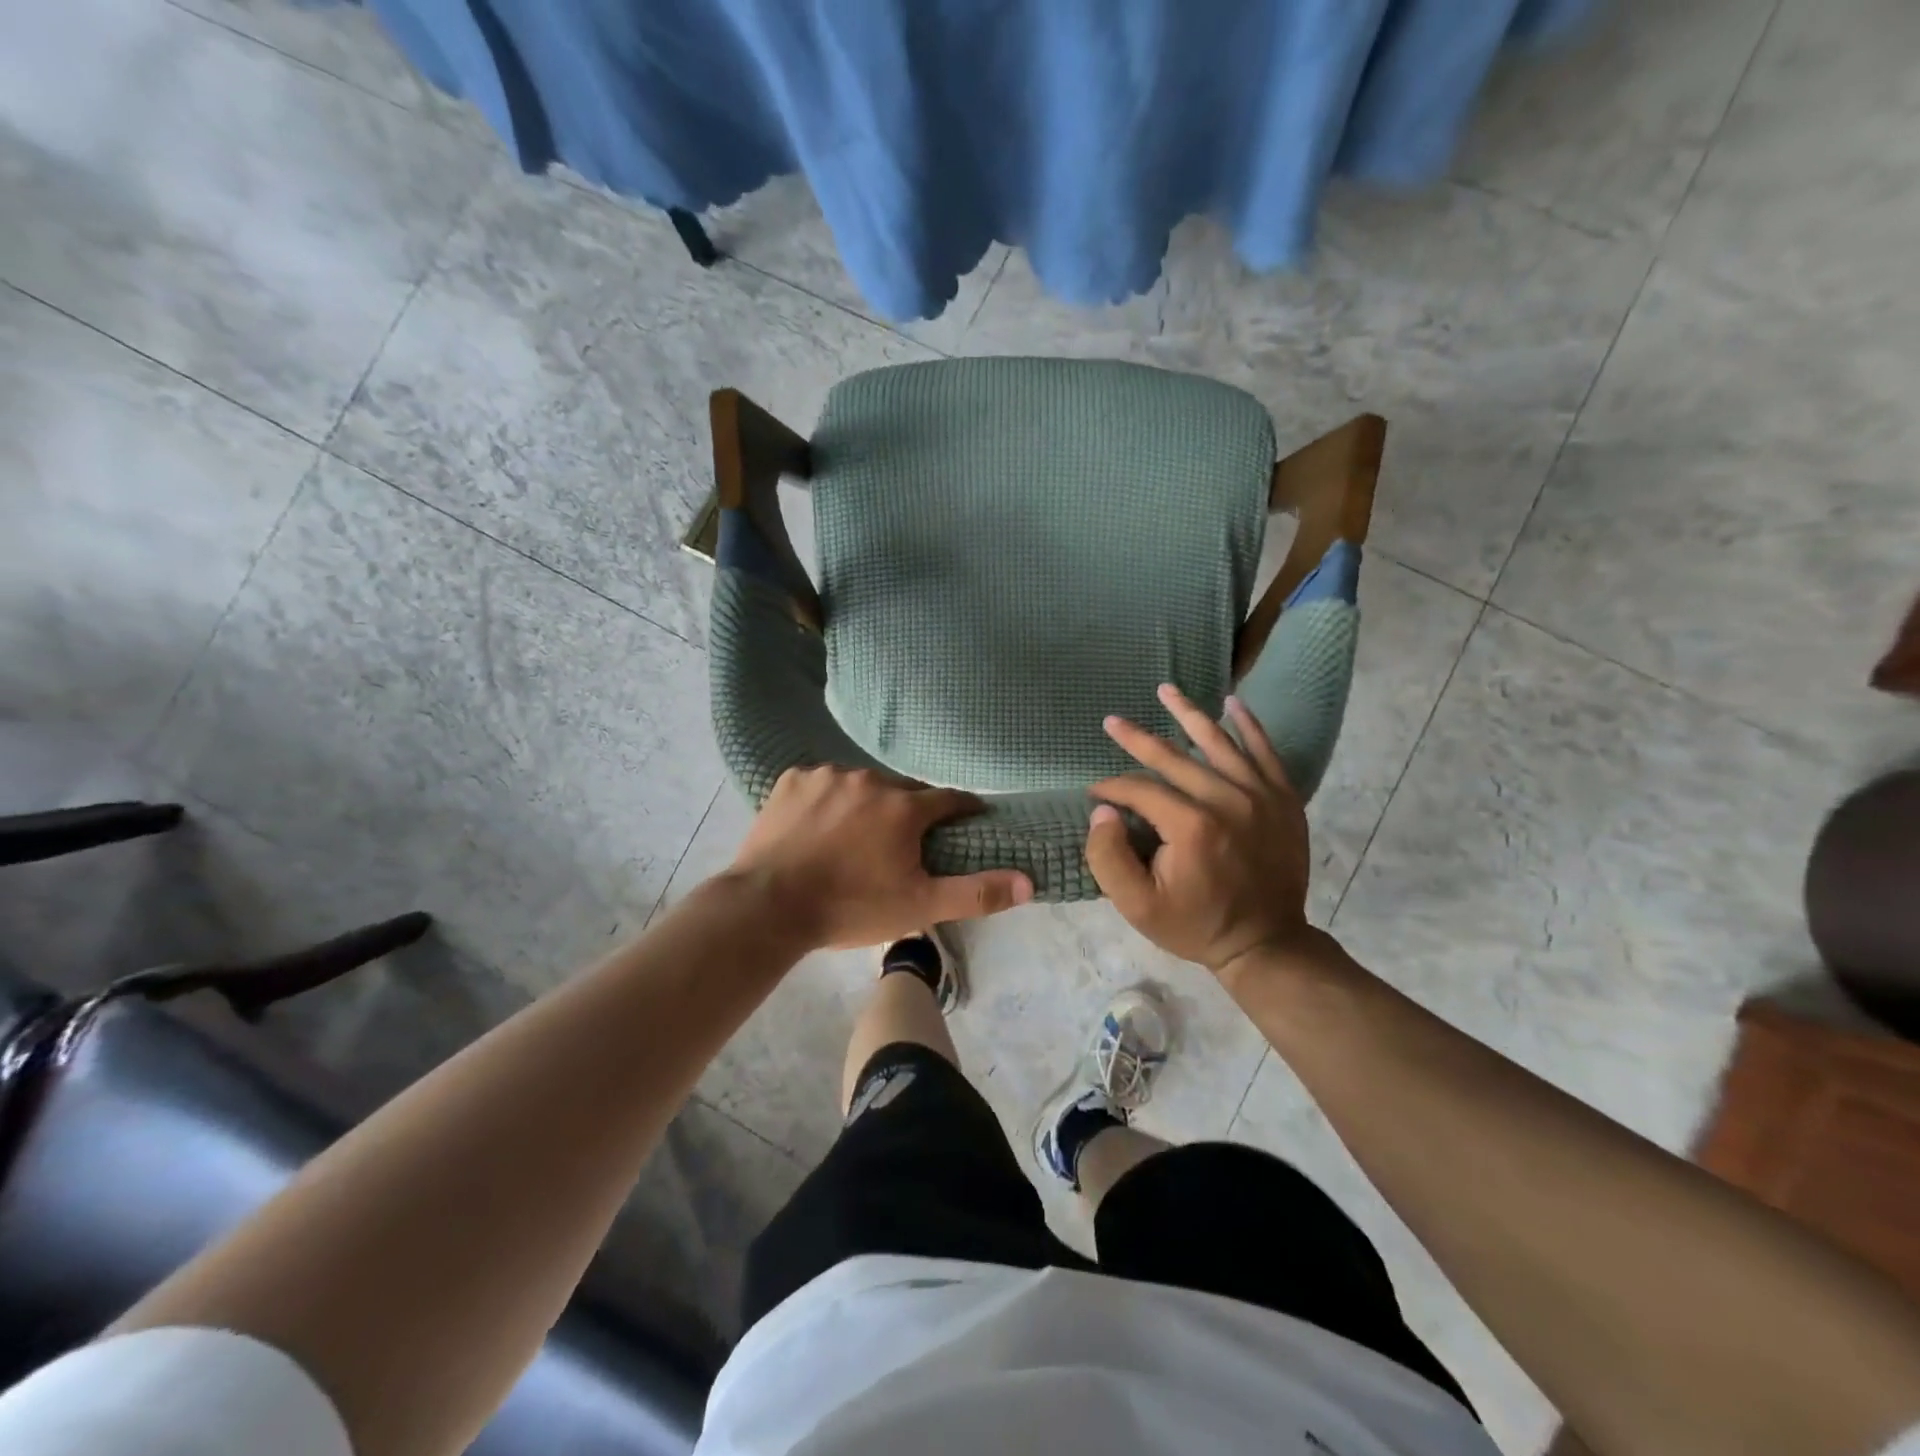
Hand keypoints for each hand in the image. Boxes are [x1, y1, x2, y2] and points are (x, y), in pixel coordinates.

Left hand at [729, 766, 1032, 949]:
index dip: (963, 809)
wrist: (769, 907)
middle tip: (900, 843)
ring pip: (861, 784)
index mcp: (904, 807)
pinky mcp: (792, 779)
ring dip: (866, 803)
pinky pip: (823, 783)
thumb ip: (976, 892)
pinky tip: (818, 826)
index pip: (949, 799)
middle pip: (903, 790)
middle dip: (909, 811)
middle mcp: (870, 780)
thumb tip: (1029, 881)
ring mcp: (828, 775)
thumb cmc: (850, 908)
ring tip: (854, 837)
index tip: (968, 819)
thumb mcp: (919, 907)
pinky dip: (828, 799)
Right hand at [1085, 684, 1313, 981]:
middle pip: (1174, 758)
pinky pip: (1265, 751)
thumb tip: (1101, 810)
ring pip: (1218, 742)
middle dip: (1137, 739)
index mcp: (1191, 826)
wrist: (1266, 943)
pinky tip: (1233, 703)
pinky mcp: (1284, 799)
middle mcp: (1227, 800)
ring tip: (1166, 689)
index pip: (1140, 790)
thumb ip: (1108, 857)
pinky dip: (1249, 726)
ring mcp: (1260, 796)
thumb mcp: (1137, 906)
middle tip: (1112, 722)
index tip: (1094, 793)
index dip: (1111, 788)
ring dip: (1188, 714)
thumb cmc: (1196, 924)